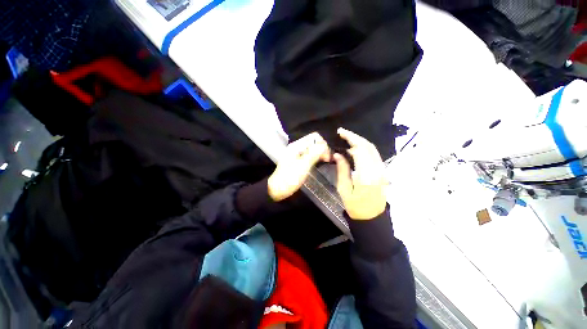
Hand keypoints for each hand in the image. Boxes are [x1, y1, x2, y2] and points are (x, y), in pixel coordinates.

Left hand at [268, 132, 329, 201]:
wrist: (277, 190)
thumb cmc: (289, 179)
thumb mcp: (303, 166)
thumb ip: (313, 154)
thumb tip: (324, 145)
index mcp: (297, 146)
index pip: (314, 137)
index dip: (323, 145)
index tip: (327, 157)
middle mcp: (297, 147)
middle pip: (314, 142)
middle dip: (322, 149)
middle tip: (327, 160)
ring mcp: (297, 154)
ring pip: (313, 149)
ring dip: (320, 153)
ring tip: (325, 162)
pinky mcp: (298, 161)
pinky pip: (310, 155)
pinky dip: (316, 158)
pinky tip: (319, 164)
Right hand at [334, 128, 386, 219]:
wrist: (372, 217)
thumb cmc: (356, 206)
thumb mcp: (344, 189)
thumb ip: (342, 170)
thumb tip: (338, 154)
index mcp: (366, 175)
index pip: (360, 150)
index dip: (350, 140)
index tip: (340, 134)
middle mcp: (377, 169)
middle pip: (368, 146)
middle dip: (355, 137)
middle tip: (342, 132)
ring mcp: (382, 170)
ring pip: (372, 149)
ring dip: (360, 141)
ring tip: (347, 137)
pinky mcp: (382, 171)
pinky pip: (374, 154)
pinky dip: (364, 147)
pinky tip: (355, 147)